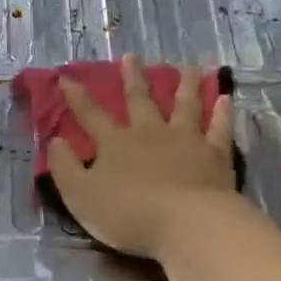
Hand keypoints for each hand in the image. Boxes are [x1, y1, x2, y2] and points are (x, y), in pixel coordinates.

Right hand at [45, 54, 238, 260]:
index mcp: (115, 144)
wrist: (187, 223)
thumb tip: (55, 141)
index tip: (66, 77)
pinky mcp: (215, 154)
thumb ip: (64, 168)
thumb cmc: (128, 214)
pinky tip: (226, 97)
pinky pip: (219, 127)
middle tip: (131, 57)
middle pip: (140, 100)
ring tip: (189, 68)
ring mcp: (186, 140)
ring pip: (184, 105)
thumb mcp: (80, 196)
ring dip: (185, 85)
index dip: (77, 97)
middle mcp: (150, 133)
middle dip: (133, 78)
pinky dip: (223, 112)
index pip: (91, 115)